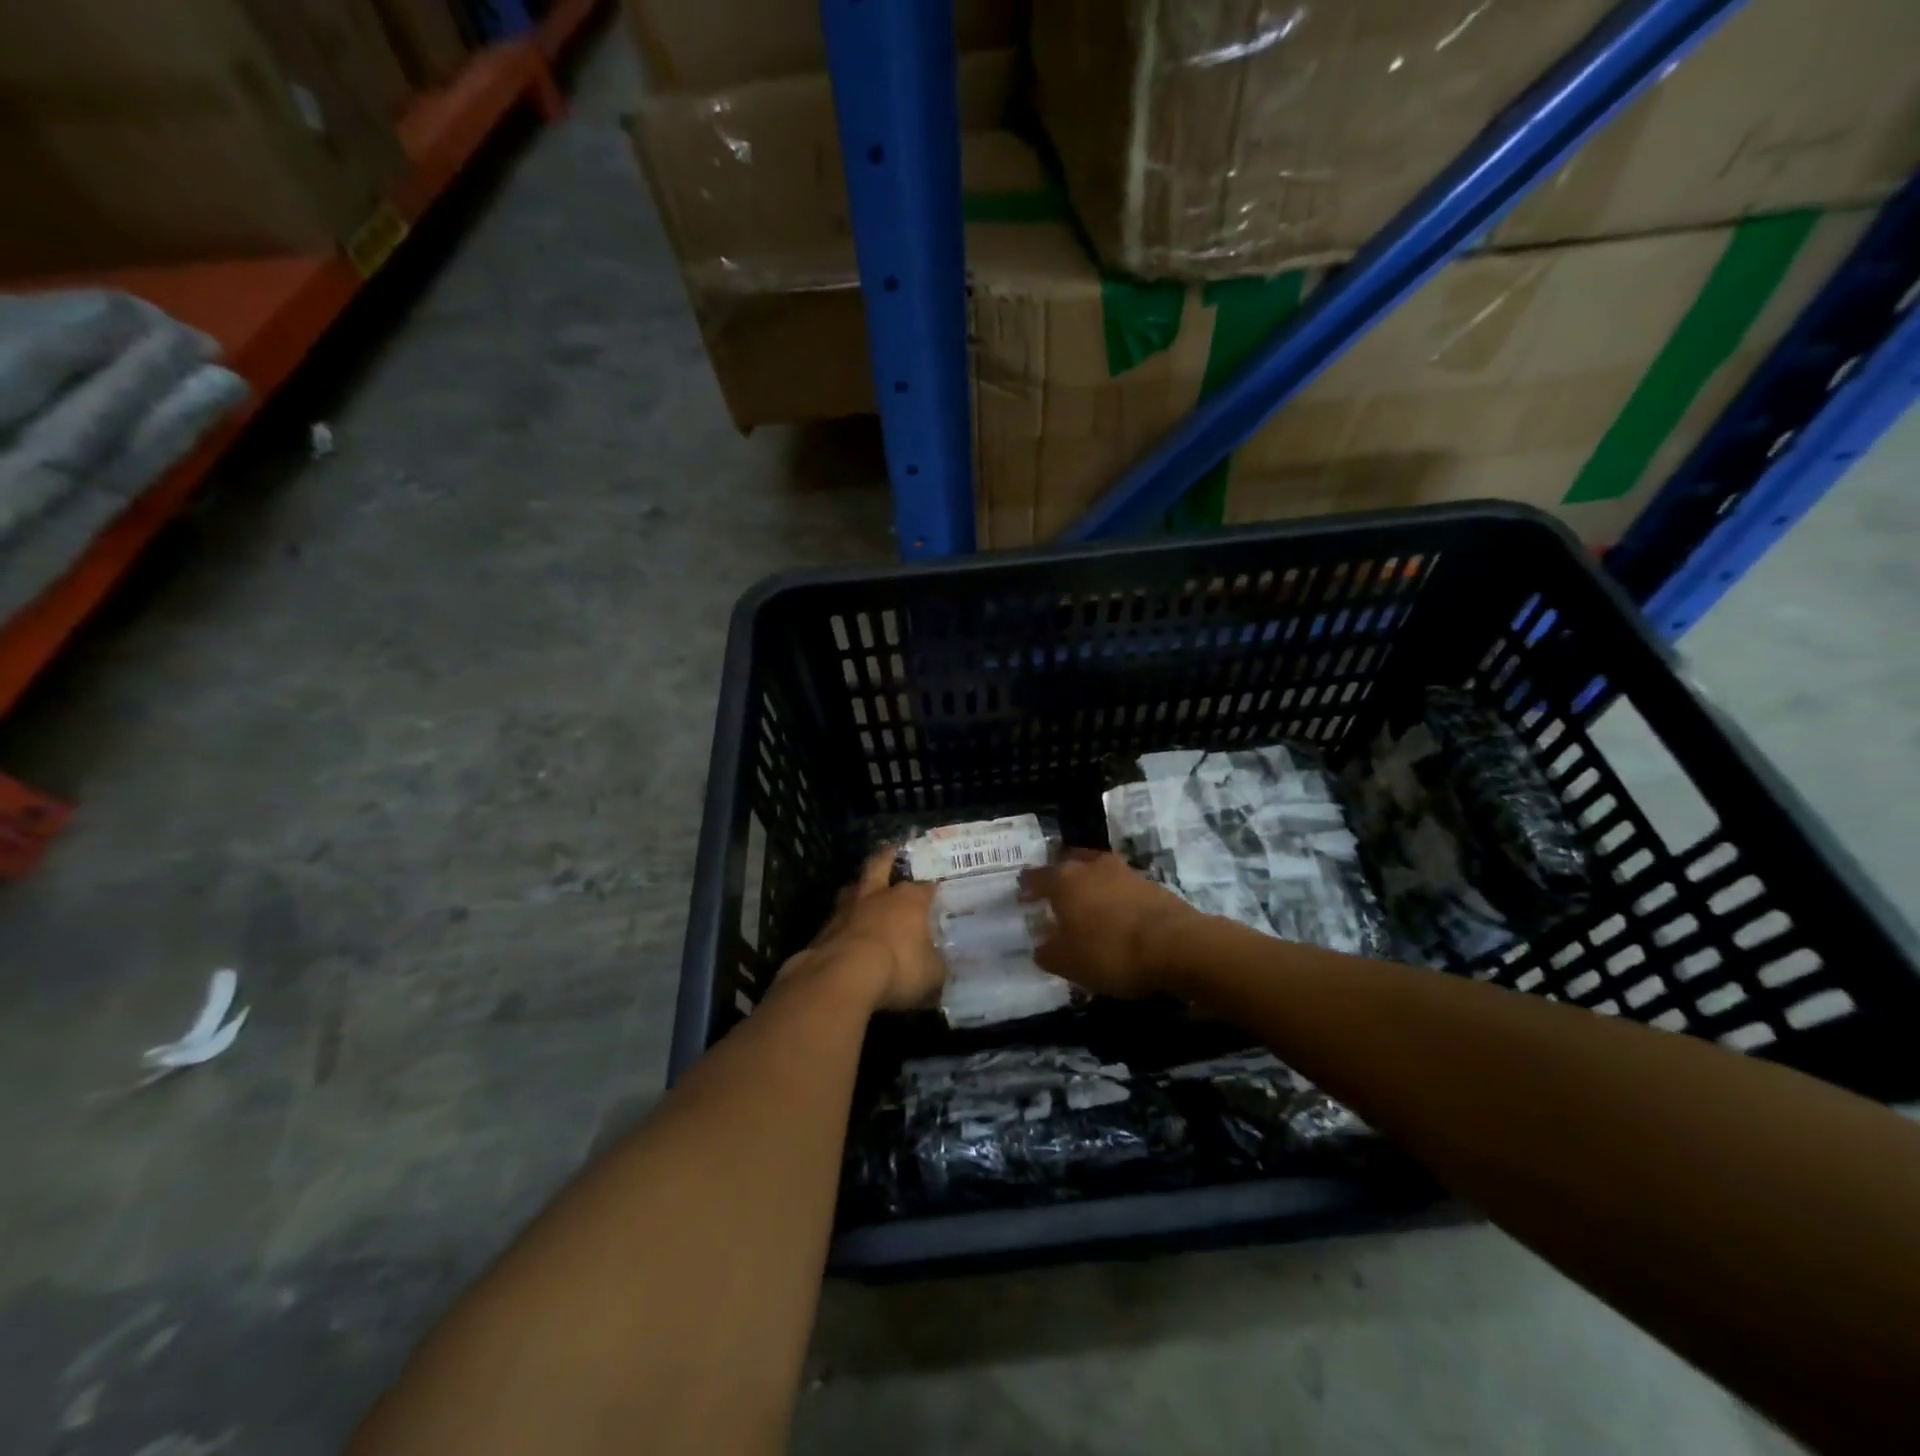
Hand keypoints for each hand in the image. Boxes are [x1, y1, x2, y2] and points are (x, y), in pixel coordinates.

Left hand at [783, 849, 943, 1012]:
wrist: (843, 975)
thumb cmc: (898, 967)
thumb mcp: (931, 974)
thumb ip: (936, 965)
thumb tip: (939, 965)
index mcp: (910, 899)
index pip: (925, 887)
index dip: (931, 889)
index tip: (935, 892)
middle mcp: (879, 895)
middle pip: (881, 864)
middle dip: (887, 857)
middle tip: (890, 850)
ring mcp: (848, 907)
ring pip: (854, 886)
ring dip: (860, 887)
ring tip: (862, 889)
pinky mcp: (826, 926)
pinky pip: (838, 916)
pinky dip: (844, 920)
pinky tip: (846, 929)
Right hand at [1020, 851, 1196, 998]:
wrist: (1176, 945)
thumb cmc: (1110, 952)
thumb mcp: (1068, 963)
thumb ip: (1048, 952)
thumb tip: (1041, 946)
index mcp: (1065, 880)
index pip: (1037, 876)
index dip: (1027, 886)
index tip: (1021, 893)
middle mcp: (1092, 867)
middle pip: (1069, 863)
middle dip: (1059, 875)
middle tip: (1054, 891)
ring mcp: (1124, 872)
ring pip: (1098, 870)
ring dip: (1090, 883)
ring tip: (1086, 901)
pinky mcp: (1151, 884)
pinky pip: (1122, 886)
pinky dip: (1114, 896)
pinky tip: (1116, 914)